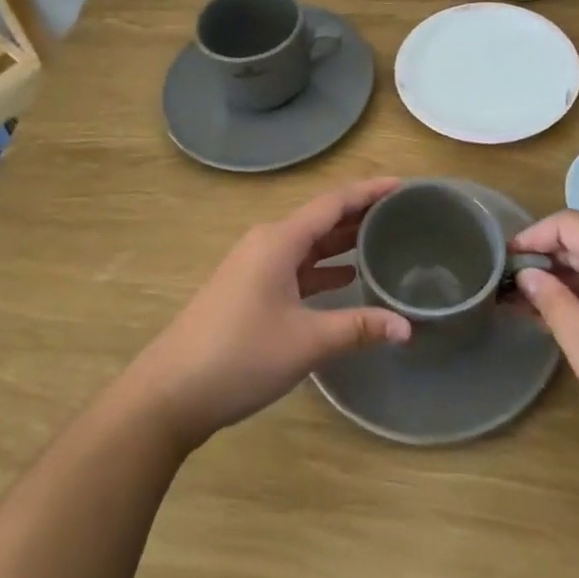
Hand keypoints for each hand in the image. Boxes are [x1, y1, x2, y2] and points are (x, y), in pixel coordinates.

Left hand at [124, 179, 410, 448]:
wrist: (171, 392)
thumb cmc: (240, 355)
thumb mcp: (306, 342)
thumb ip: (358, 328)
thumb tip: (407, 327)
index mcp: (279, 240)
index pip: (333, 202)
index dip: (369, 191)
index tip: (404, 185)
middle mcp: (267, 243)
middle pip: (321, 218)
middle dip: (360, 212)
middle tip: (403, 211)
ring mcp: (255, 266)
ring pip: (308, 243)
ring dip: (342, 239)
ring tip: (384, 238)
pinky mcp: (249, 289)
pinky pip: (295, 265)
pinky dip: (323, 266)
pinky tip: (347, 276)